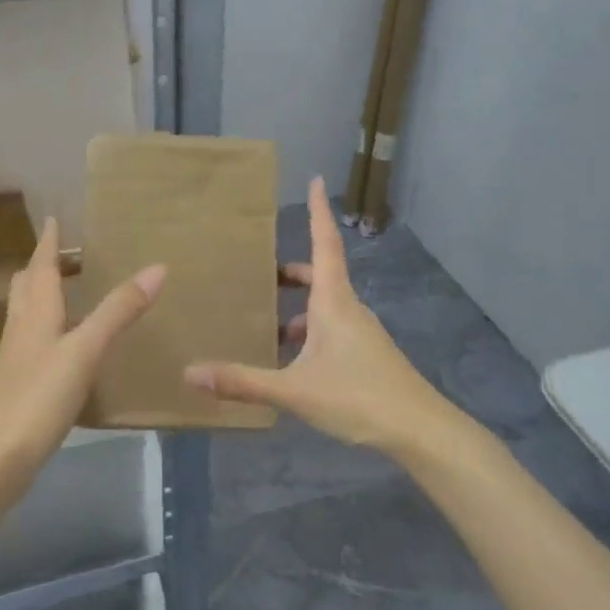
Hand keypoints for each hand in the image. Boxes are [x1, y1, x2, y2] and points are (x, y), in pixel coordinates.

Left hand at [0, 216, 164, 461]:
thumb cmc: (39, 396)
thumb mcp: (85, 350)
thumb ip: (118, 311)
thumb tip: (157, 268)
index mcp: (35, 313)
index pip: (40, 267)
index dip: (48, 242)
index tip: (53, 219)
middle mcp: (20, 329)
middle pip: (25, 287)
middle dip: (41, 267)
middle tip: (64, 255)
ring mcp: (15, 360)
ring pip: (25, 315)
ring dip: (42, 297)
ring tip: (67, 293)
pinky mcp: (17, 386)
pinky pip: (31, 344)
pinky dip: (46, 331)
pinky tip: (63, 348)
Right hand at [183, 176, 452, 452]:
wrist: (419, 430)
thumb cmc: (357, 397)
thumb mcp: (294, 390)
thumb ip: (243, 381)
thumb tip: (190, 373)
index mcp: (333, 302)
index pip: (324, 244)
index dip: (318, 212)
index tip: (316, 179)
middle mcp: (349, 309)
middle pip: (321, 275)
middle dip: (293, 272)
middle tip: (263, 273)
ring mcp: (361, 333)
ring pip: (326, 307)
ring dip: (299, 309)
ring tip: (268, 327)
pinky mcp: (367, 355)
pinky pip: (332, 330)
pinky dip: (310, 333)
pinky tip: (292, 364)